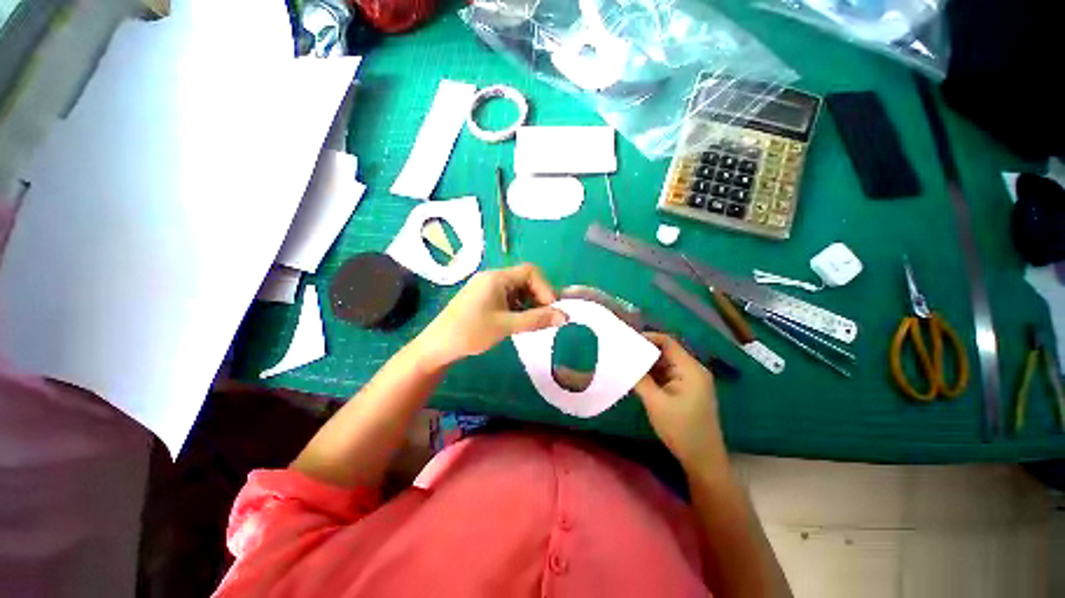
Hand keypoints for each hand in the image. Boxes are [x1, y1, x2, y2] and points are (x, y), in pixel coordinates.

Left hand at [415, 264, 565, 369]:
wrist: (437, 346)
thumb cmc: (471, 332)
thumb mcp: (507, 326)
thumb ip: (537, 320)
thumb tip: (565, 316)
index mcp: (497, 278)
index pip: (530, 272)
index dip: (545, 288)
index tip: (551, 308)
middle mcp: (492, 278)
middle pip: (524, 279)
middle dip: (538, 296)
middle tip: (545, 317)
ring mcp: (485, 288)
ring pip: (516, 289)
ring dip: (528, 303)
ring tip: (532, 322)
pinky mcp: (482, 298)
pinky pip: (506, 297)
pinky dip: (517, 307)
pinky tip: (517, 322)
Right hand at [634, 333, 723, 468]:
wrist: (702, 459)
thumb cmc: (681, 429)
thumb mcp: (656, 402)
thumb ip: (640, 378)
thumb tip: (624, 361)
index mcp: (690, 369)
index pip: (667, 342)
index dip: (647, 338)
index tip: (626, 340)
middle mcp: (692, 370)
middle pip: (666, 352)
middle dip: (644, 351)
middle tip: (621, 352)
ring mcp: (690, 380)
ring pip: (664, 363)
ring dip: (647, 364)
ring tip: (625, 363)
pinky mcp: (686, 390)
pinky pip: (666, 375)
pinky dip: (652, 374)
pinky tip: (637, 376)